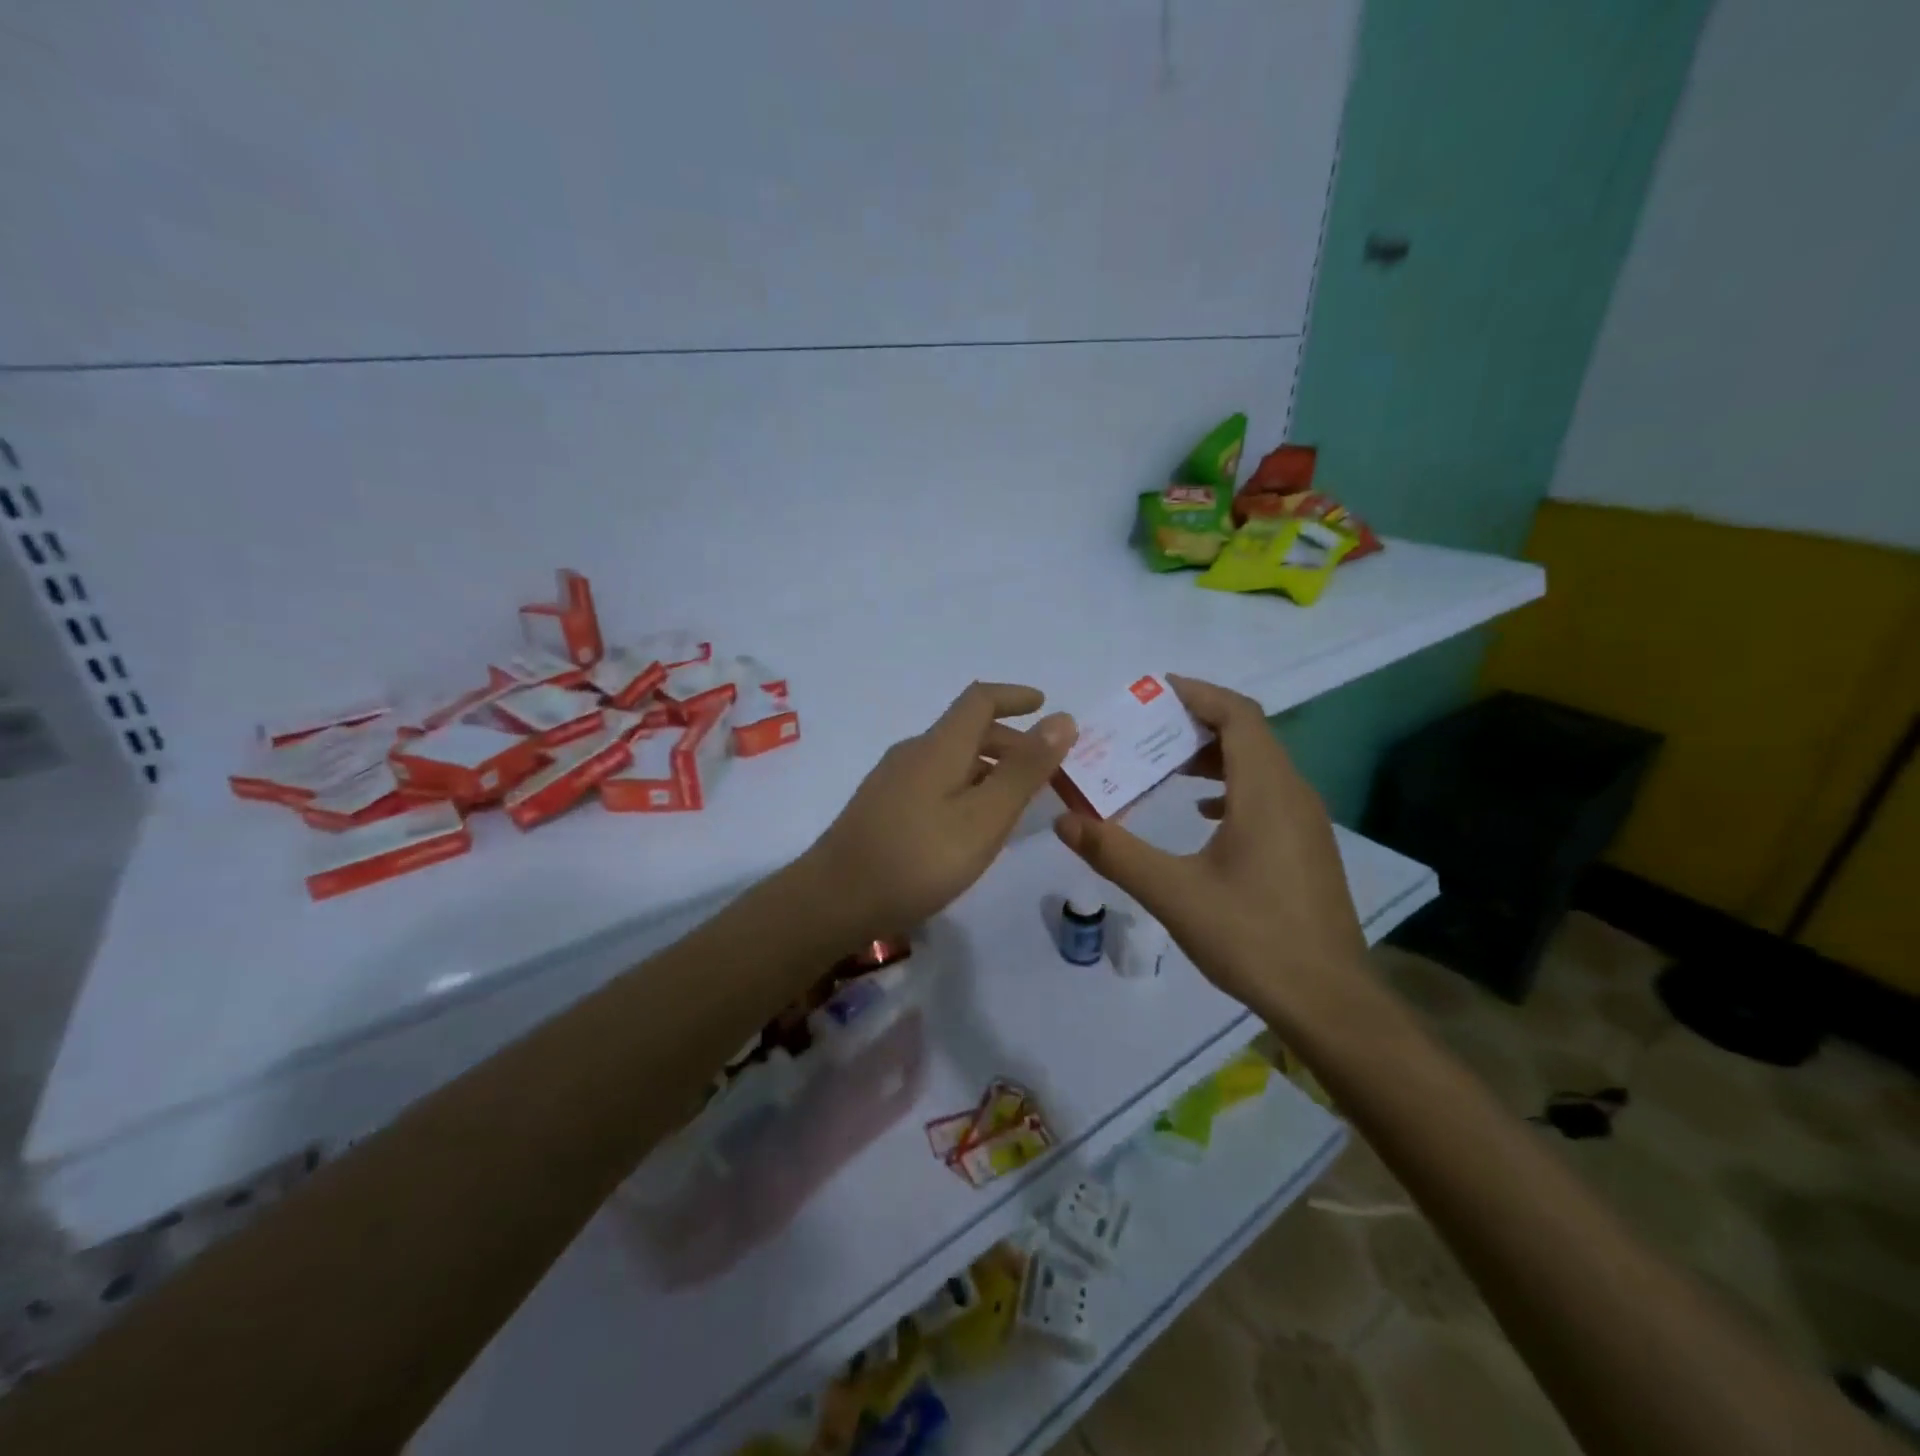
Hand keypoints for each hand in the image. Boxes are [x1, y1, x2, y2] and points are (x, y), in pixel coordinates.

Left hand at [804, 682, 1076, 940]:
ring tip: (1016, 802)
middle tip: (1044, 771)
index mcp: (939, 747)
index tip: (1045, 705)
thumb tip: (1062, 719)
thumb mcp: (984, 817)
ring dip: (988, 768)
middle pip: (966, 731)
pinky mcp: (882, 809)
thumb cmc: (918, 859)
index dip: (1015, 696)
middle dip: (1010, 742)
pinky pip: (935, 782)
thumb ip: (1025, 770)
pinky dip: (965, 788)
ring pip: (951, 760)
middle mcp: (913, 753)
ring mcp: (892, 781)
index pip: (980, 700)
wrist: (833, 901)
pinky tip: (971, 825)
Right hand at [1053, 675, 1366, 1026]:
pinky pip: (1268, 793)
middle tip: (1145, 733)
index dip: (1198, 694)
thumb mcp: (1173, 893)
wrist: (1329, 1000)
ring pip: (1260, 764)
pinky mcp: (1307, 847)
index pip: (1238, 715)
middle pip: (1249, 734)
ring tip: (1165, 767)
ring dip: (1213, 756)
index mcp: (1266, 792)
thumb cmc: (1252, 937)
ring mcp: (1307, 821)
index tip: (1154, 692)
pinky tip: (1203, 813)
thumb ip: (1115, 853)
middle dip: (1196, 724)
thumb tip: (1064, 821)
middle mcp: (1294, 794)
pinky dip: (1232, 786)